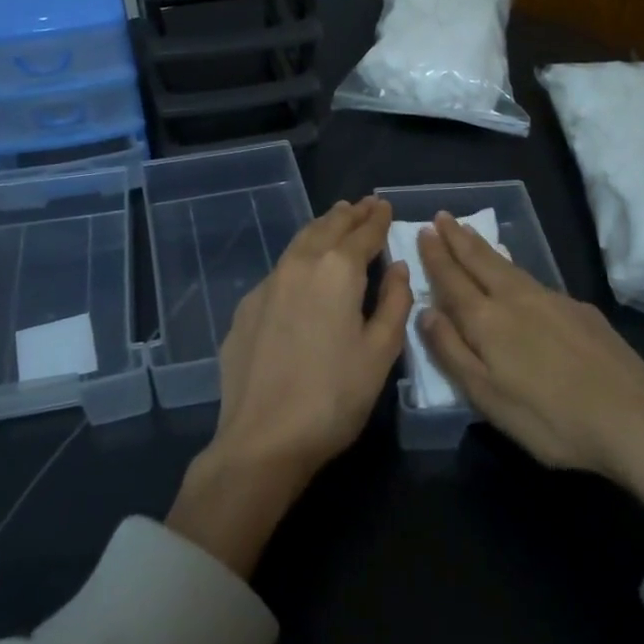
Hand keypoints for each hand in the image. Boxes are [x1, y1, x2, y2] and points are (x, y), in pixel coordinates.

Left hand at [168, 197, 412, 574]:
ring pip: (299, 243)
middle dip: (348, 214)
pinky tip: (302, 269)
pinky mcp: (246, 308)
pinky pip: (279, 270)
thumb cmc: (334, 397)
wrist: (263, 438)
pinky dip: (298, 257)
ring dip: (321, 228)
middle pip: (327, 228)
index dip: (377, 218)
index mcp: (337, 271)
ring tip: (335, 219)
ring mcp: (267, 285)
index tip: (385, 205)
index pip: (363, 233)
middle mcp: (299, 265)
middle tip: (364, 204)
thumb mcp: (380, 353)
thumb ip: (394, 303)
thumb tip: (397, 268)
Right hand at [417, 213, 643, 530]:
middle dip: (458, 238)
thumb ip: (452, 351)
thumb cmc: (550, 418)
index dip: (436, 256)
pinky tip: (518, 274)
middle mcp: (517, 299)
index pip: (453, 280)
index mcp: (488, 321)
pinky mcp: (580, 311)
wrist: (634, 418)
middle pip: (481, 261)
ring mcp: (553, 300)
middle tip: (441, 216)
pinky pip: (535, 278)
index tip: (423, 231)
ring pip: (509, 265)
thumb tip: (426, 311)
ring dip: (484, 247)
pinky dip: (514, 266)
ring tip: (470, 233)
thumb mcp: (487, 398)